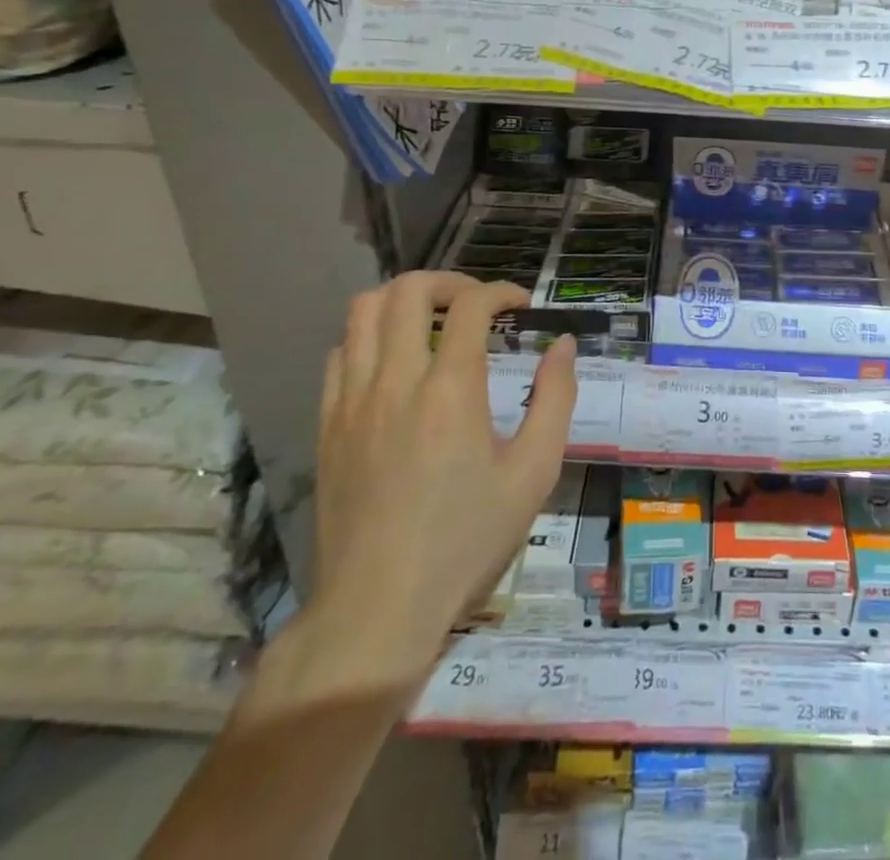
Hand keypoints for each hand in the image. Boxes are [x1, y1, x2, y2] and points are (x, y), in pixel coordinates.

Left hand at [303, 273, 575, 696]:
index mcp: (450, 390)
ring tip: (436, 322)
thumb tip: (563, 345)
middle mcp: (395, 380)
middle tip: (478, 304)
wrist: (377, 609)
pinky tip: (395, 364)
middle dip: (450, 281)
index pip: (472, 305)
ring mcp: (352, 401)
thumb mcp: (534, 472)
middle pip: (408, 290)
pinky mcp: (327, 425)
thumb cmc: (466, 540)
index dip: (503, 292)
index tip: (523, 307)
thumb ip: (555, 398)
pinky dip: (370, 338)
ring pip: (362, 312)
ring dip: (404, 300)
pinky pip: (339, 354)